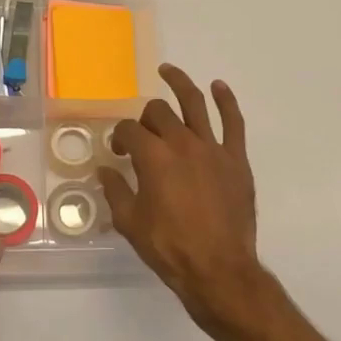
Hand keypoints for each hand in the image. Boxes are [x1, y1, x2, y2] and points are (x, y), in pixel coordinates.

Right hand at [100, 65, 270, 332]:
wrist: (218, 269)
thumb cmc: (169, 248)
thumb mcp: (130, 222)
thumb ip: (115, 191)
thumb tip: (104, 170)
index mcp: (153, 157)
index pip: (129, 131)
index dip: (120, 137)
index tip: (118, 152)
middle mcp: (181, 143)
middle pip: (158, 113)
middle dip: (144, 118)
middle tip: (142, 136)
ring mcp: (212, 148)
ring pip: (194, 104)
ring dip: (180, 83)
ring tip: (168, 71)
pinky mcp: (236, 159)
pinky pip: (233, 122)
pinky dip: (226, 101)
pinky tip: (218, 87)